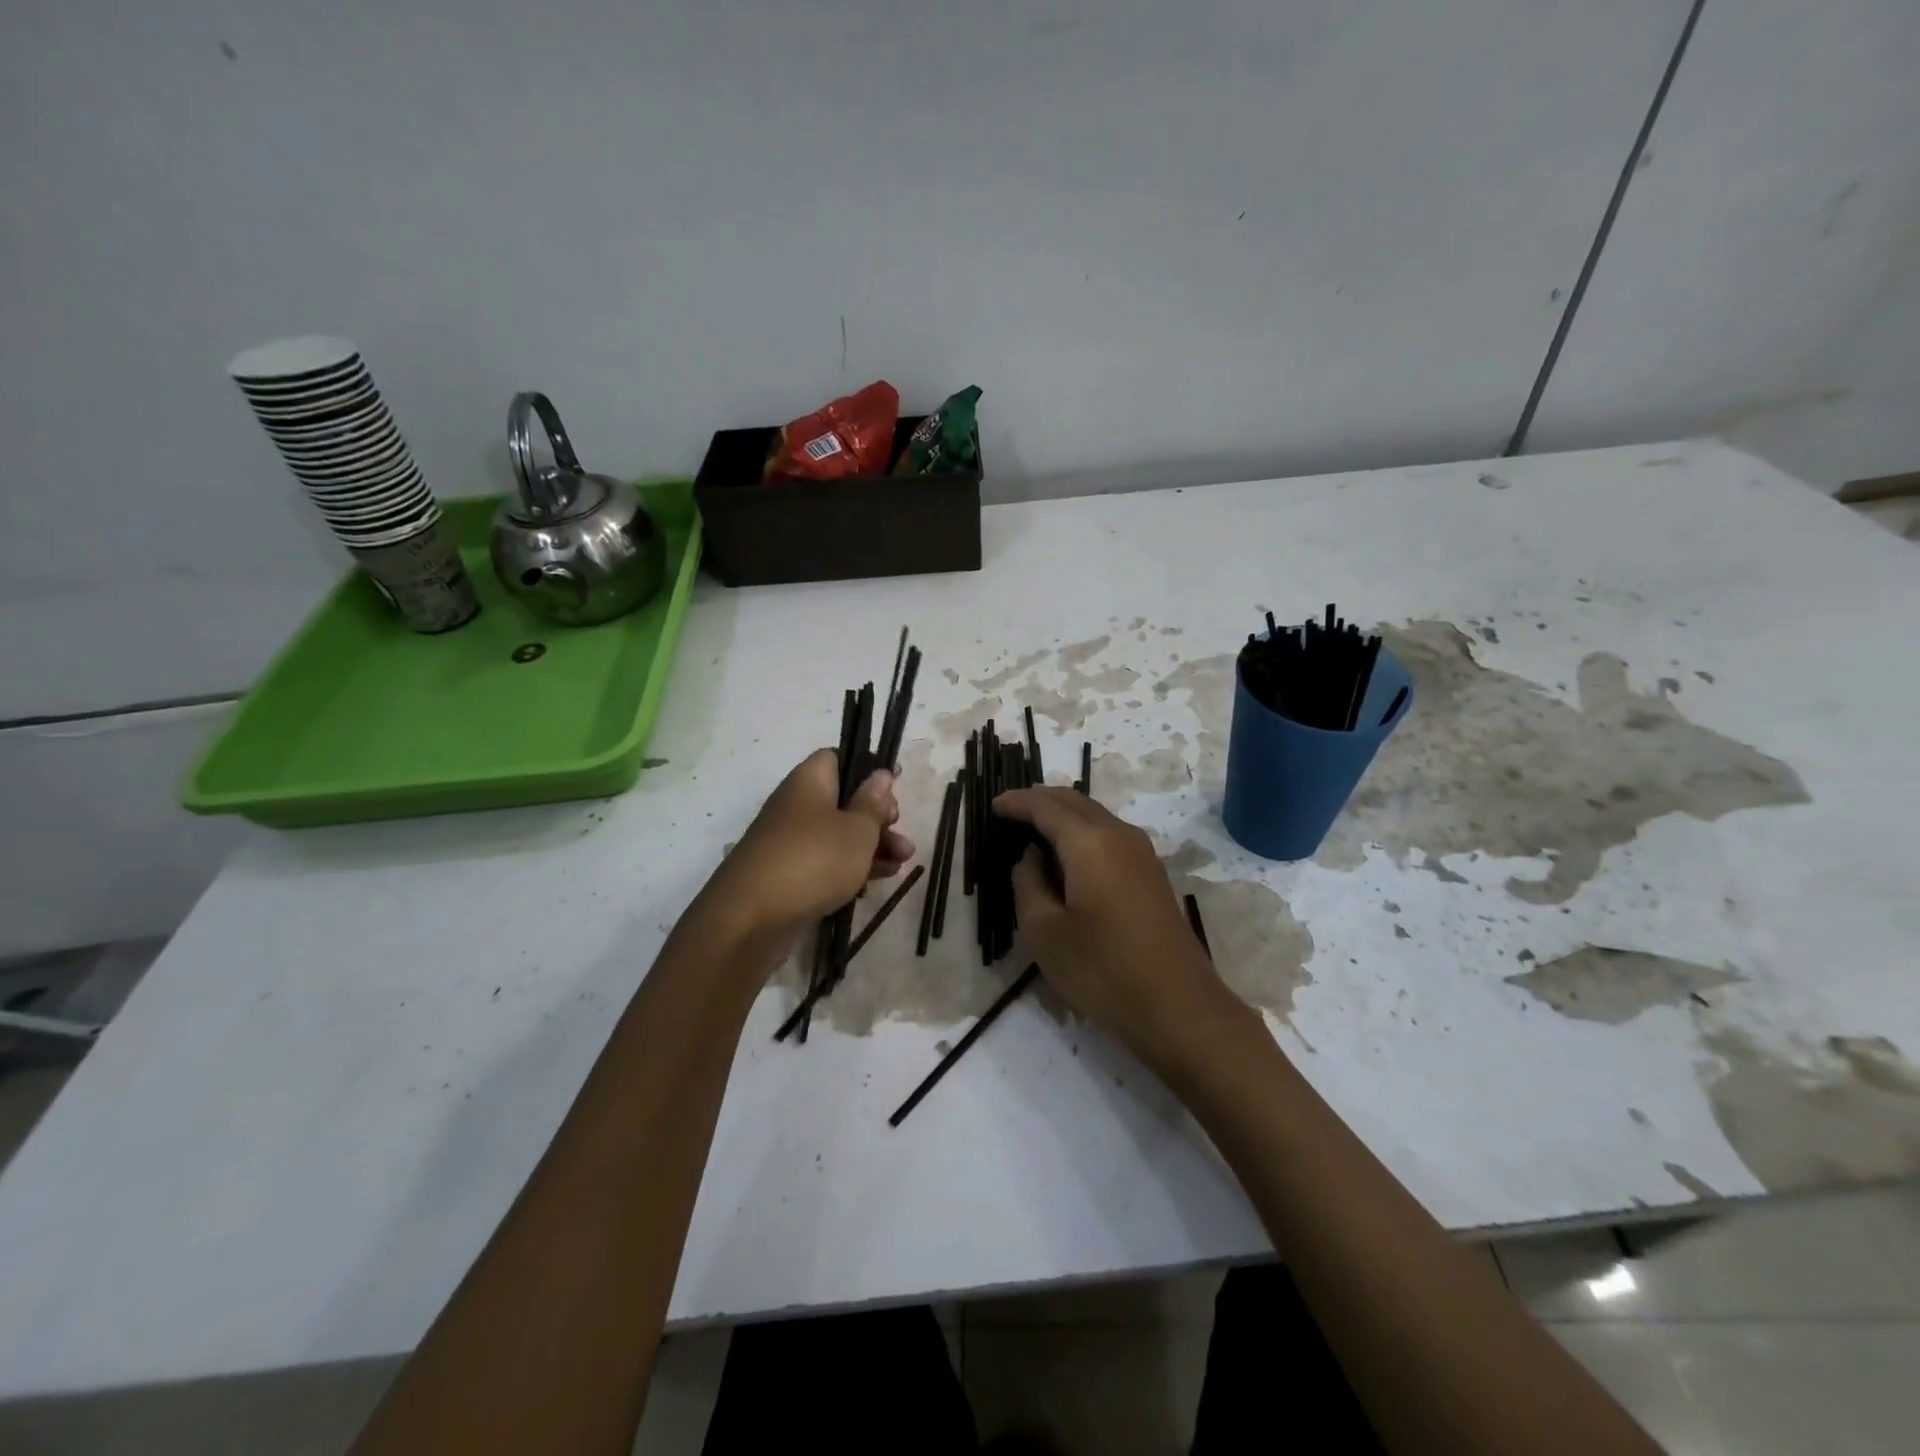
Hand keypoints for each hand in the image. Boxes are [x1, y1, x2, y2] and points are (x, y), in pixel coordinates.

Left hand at [701, 749, 913, 945]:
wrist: (750, 920)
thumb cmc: (813, 861)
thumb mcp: (857, 830)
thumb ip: (873, 802)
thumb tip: (881, 774)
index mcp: (809, 782)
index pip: (837, 758)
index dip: (868, 768)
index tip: (895, 784)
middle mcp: (797, 806)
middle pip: (844, 800)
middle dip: (877, 816)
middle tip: (899, 830)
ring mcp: (791, 842)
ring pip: (839, 834)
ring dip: (872, 846)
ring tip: (903, 863)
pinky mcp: (790, 875)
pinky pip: (826, 862)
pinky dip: (851, 869)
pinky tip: (875, 883)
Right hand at [995, 787, 1242, 1067]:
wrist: (1179, 1008)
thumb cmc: (1102, 970)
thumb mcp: (1044, 931)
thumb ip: (1028, 882)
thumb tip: (1031, 856)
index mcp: (1090, 842)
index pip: (1046, 806)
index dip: (1017, 802)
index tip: (993, 806)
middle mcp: (1119, 835)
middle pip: (1074, 801)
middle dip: (1040, 800)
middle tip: (1011, 810)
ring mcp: (1142, 853)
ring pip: (1095, 816)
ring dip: (1063, 814)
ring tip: (1034, 828)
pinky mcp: (1152, 874)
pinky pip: (1109, 835)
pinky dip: (1082, 831)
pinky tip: (1068, 854)